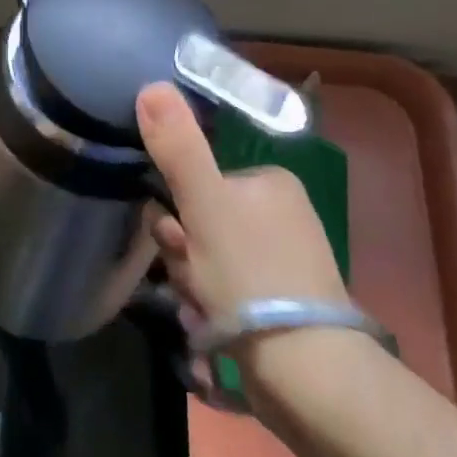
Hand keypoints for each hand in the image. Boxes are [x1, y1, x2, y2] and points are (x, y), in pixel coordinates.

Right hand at [136, 83, 348, 382]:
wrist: (305, 372)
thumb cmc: (251, 274)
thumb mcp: (204, 203)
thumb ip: (177, 146)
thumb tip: (151, 84)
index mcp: (271, 183)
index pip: (201, 179)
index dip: (177, 207)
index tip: (176, 234)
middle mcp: (282, 217)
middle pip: (200, 221)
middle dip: (183, 251)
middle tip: (191, 275)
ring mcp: (284, 263)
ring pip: (206, 259)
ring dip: (191, 281)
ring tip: (202, 309)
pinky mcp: (280, 306)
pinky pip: (225, 291)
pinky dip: (210, 306)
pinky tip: (211, 325)